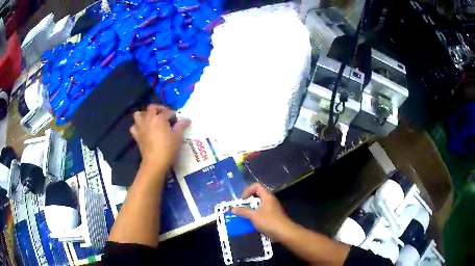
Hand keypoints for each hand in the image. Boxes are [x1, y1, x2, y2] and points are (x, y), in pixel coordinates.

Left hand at [130, 105, 190, 173]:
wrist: (155, 162)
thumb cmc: (168, 148)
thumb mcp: (178, 137)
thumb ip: (181, 126)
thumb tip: (187, 120)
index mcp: (159, 118)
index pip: (168, 112)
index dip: (173, 114)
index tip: (177, 119)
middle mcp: (148, 119)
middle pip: (152, 108)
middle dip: (159, 109)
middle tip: (164, 114)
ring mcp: (141, 127)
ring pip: (138, 114)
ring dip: (144, 115)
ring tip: (150, 119)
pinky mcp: (136, 135)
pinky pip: (134, 127)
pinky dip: (137, 126)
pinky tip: (143, 130)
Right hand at [232, 183, 293, 240]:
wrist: (284, 232)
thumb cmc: (268, 221)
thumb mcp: (253, 216)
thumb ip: (243, 211)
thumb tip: (232, 209)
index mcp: (267, 196)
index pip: (257, 186)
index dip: (248, 190)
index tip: (242, 199)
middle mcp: (270, 200)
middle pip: (257, 195)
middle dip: (248, 201)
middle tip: (241, 208)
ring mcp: (272, 208)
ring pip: (259, 205)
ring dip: (251, 209)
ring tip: (244, 216)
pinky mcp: (273, 216)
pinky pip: (262, 212)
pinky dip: (255, 215)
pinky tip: (251, 222)